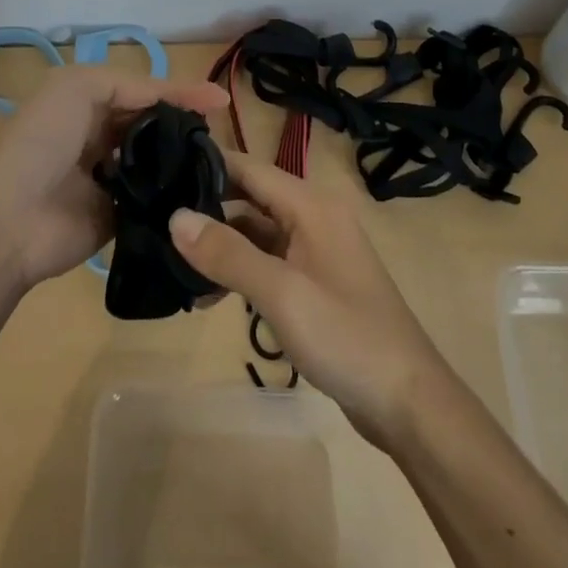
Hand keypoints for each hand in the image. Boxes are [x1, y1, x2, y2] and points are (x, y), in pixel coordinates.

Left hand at [0, 65, 227, 287]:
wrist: (8, 222)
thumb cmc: (42, 142)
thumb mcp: (78, 88)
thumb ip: (131, 85)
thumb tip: (181, 97)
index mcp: (89, 101)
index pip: (145, 91)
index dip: (181, 92)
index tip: (223, 102)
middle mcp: (101, 135)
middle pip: (154, 125)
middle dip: (186, 125)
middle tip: (222, 134)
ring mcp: (112, 178)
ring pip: (158, 161)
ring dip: (184, 159)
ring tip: (221, 161)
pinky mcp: (120, 216)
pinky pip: (155, 201)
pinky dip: (176, 195)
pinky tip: (205, 192)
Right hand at [169, 150, 447, 446]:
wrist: (409, 402)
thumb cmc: (346, 337)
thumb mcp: (281, 293)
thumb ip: (228, 253)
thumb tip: (175, 217)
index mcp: (311, 204)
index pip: (249, 167)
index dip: (207, 165)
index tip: (160, 171)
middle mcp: (314, 216)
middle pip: (251, 197)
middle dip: (208, 207)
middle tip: (157, 219)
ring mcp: (316, 250)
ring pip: (257, 232)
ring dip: (221, 245)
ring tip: (174, 262)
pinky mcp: (316, 282)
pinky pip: (269, 261)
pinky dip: (241, 270)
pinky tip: (210, 295)